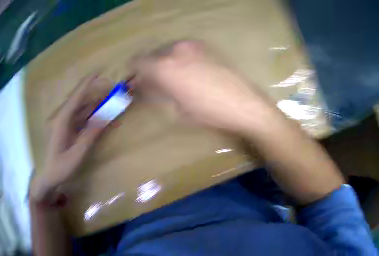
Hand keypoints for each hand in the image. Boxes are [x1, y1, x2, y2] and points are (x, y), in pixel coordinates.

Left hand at [30, 74, 108, 202]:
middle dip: (95, 94)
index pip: (76, 97)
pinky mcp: (65, 130)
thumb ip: (90, 135)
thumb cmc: (60, 167)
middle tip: (110, 92)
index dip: (87, 84)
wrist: (47, 177)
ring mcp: (63, 124)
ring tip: (108, 103)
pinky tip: (98, 117)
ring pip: (80, 110)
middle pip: (80, 101)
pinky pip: (79, 119)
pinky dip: (89, 117)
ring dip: (94, 106)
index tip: (98, 72)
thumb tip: (105, 118)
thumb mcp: (76, 154)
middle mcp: (62, 118)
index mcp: (62, 120)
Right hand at [130, 40, 278, 134]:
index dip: (133, 73)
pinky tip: (187, 72)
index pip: (137, 62)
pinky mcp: (206, 46)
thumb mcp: (176, 107)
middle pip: (152, 55)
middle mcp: (176, 49)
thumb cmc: (208, 113)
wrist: (244, 104)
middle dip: (149, 69)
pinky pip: (183, 50)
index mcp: (164, 66)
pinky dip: (178, 59)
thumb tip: (141, 87)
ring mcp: (193, 45)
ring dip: (164, 63)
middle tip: (153, 84)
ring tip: (171, 80)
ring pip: (168, 50)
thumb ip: (154, 92)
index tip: (135, 83)